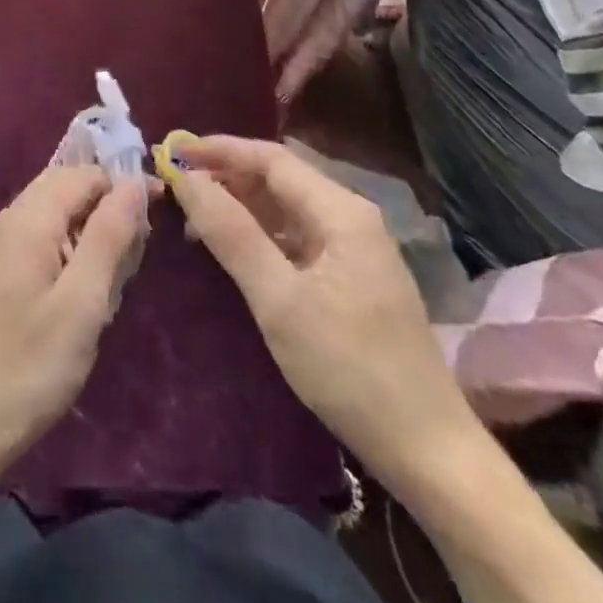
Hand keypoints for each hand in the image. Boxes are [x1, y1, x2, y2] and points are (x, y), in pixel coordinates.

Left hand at [0, 165, 146, 493]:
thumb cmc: (25, 369)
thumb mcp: (81, 304)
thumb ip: (108, 237)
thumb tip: (132, 185)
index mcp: (28, 219)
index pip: (84, 174)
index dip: (123, 189)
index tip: (156, 223)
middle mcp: (6, 220)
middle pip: (64, 189)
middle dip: (104, 211)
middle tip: (132, 261)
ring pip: (49, 216)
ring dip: (85, 235)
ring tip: (108, 286)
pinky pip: (33, 242)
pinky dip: (62, 254)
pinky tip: (74, 298)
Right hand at [168, 135, 475, 483]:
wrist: (428, 452)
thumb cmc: (349, 369)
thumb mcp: (279, 300)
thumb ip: (231, 233)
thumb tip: (188, 179)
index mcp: (341, 211)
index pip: (271, 158)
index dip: (220, 150)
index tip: (174, 154)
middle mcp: (350, 216)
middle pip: (280, 178)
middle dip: (227, 175)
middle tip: (177, 185)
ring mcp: (354, 247)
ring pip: (286, 207)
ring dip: (241, 204)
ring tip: (194, 215)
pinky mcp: (351, 276)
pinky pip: (296, 235)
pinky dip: (260, 233)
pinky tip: (233, 248)